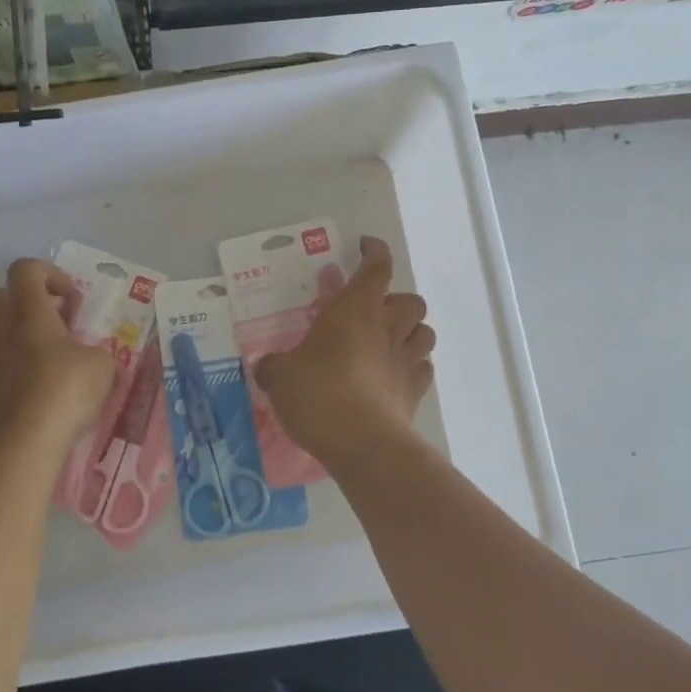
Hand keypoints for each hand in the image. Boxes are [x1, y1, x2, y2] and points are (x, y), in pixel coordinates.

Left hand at [0, 258, 116, 455]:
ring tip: (10, 353)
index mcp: (29, 311)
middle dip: (7, 304)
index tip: (67, 302)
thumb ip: (95, 353)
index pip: (25, 269)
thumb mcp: (102, 365)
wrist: (26, 439)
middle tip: (35, 325)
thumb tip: (91, 358)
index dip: (46, 275)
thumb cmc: (67, 390)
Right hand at [255, 236, 435, 470]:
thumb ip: (273, 367)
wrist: (362, 443)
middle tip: (371, 313)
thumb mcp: (281, 377)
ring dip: (410, 332)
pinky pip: (423, 369)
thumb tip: (265, 366)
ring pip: (425, 332)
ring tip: (387, 343)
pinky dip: (412, 366)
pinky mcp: (415, 392)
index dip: (374, 251)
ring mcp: (405, 360)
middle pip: (411, 299)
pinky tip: (394, 376)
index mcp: (355, 309)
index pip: (377, 266)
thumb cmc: (319, 394)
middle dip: (396, 301)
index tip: (365, 247)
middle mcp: (387, 327)